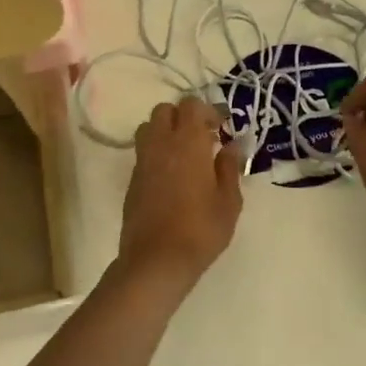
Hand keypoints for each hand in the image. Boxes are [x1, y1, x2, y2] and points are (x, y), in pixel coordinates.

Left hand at [115, 96, 243, 285]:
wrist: (157, 260)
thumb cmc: (201, 229)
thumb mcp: (229, 201)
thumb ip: (230, 167)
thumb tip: (232, 145)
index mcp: (187, 142)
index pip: (191, 105)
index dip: (208, 110)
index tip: (222, 127)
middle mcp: (160, 144)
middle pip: (165, 110)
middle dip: (183, 117)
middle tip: (203, 138)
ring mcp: (142, 161)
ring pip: (149, 128)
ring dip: (166, 132)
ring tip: (185, 154)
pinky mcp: (132, 179)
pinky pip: (143, 152)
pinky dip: (157, 153)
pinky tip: (172, 176)